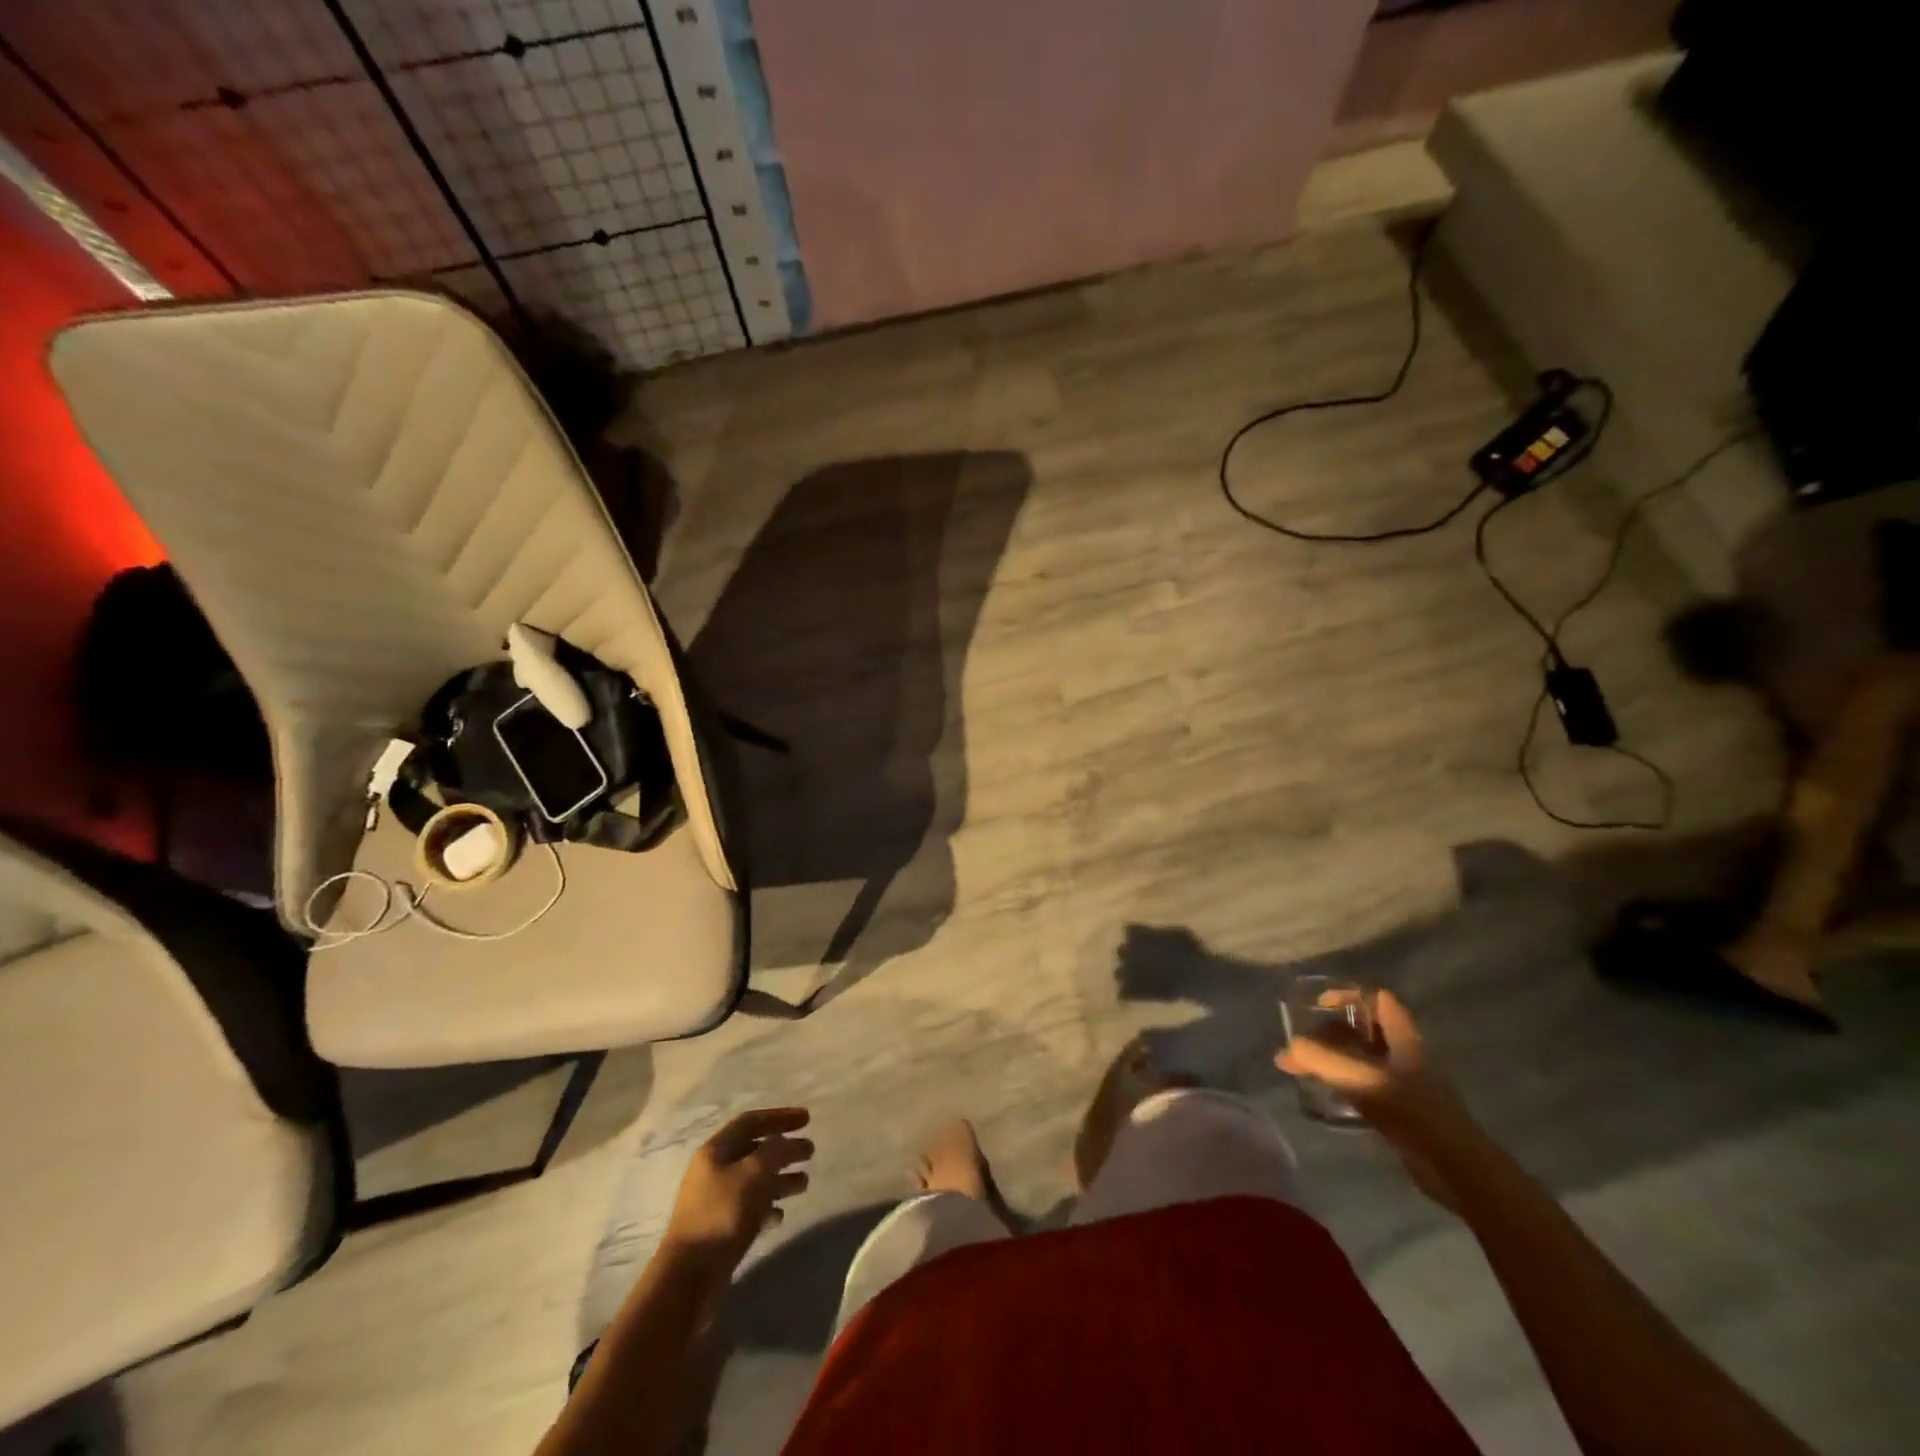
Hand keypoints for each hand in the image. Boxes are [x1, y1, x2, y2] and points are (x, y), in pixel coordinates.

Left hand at [664, 1108, 812, 1269]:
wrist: (688, 1277)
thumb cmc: (722, 1214)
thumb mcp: (753, 1174)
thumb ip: (774, 1151)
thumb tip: (783, 1141)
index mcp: (716, 1150)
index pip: (751, 1121)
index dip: (780, 1116)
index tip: (808, 1119)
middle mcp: (714, 1171)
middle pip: (755, 1150)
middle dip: (784, 1148)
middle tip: (810, 1151)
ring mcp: (715, 1201)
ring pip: (754, 1180)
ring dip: (780, 1178)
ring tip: (804, 1183)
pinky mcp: (720, 1229)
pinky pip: (749, 1208)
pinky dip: (767, 1206)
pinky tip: (781, 1214)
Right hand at [1275, 989, 1476, 1208]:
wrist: (1455, 1169)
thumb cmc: (1412, 1111)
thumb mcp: (1360, 1078)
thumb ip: (1320, 1060)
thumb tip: (1286, 1050)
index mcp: (1403, 1037)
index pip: (1377, 999)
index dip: (1348, 996)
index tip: (1319, 1006)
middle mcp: (1404, 1054)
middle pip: (1363, 1029)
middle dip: (1329, 1031)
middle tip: (1300, 1043)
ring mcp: (1403, 1083)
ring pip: (1361, 1058)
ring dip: (1333, 1058)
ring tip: (1301, 1067)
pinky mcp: (1399, 1111)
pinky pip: (1363, 1085)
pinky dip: (1341, 1083)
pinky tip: (1322, 1093)